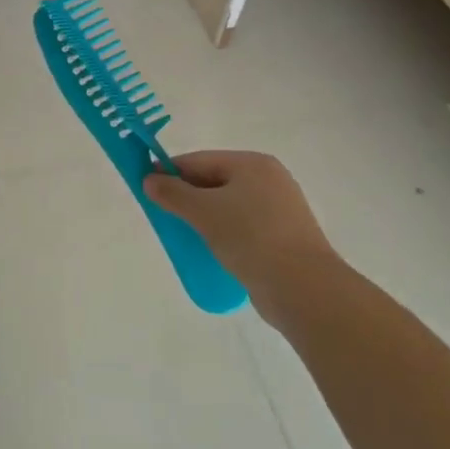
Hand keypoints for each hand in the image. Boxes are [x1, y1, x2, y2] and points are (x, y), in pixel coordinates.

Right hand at [143, 151, 331, 308]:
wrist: (303, 288)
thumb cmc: (250, 238)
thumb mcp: (203, 211)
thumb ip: (173, 193)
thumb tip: (150, 179)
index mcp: (253, 164)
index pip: (200, 160)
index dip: (170, 171)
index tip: (146, 186)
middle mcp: (270, 180)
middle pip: (215, 181)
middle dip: (187, 196)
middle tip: (163, 214)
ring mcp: (281, 209)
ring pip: (229, 205)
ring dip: (204, 217)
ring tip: (184, 234)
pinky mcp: (284, 237)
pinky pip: (243, 227)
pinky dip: (224, 233)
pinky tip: (210, 249)